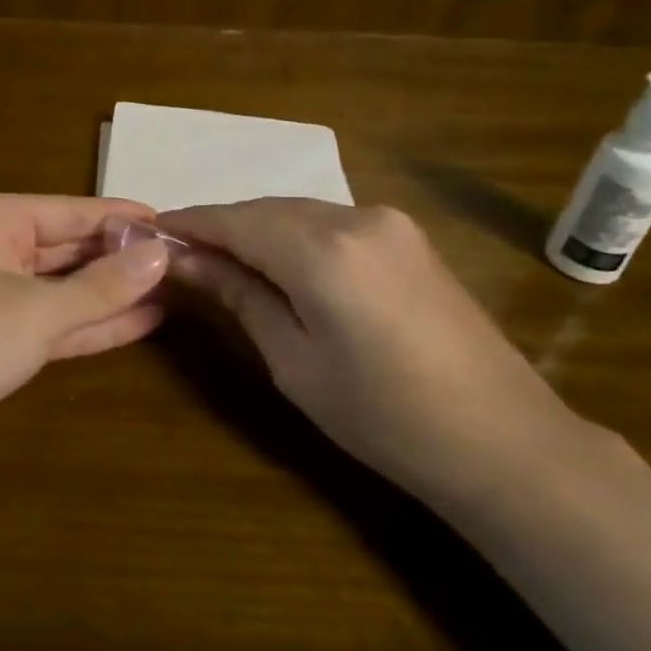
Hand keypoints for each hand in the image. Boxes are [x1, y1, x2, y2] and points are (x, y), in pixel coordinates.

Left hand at [0, 193, 173, 477]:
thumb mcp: (38, 310)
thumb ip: (103, 284)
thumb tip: (162, 254)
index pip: (70, 210)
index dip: (122, 218)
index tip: (172, 223)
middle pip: (68, 246)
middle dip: (120, 257)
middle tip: (182, 260)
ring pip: (64, 287)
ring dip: (112, 292)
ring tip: (174, 289)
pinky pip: (54, 321)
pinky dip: (92, 323)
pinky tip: (142, 321)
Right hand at [158, 199, 575, 498]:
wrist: (502, 440)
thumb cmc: (383, 417)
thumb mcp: (294, 362)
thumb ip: (239, 296)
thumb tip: (185, 261)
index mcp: (324, 250)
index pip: (236, 220)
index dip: (190, 223)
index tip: (149, 231)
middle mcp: (357, 217)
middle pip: (266, 210)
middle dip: (221, 228)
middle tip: (180, 256)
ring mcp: (390, 223)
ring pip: (299, 213)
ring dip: (258, 232)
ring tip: (222, 264)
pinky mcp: (408, 237)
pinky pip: (331, 223)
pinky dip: (294, 238)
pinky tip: (279, 266)